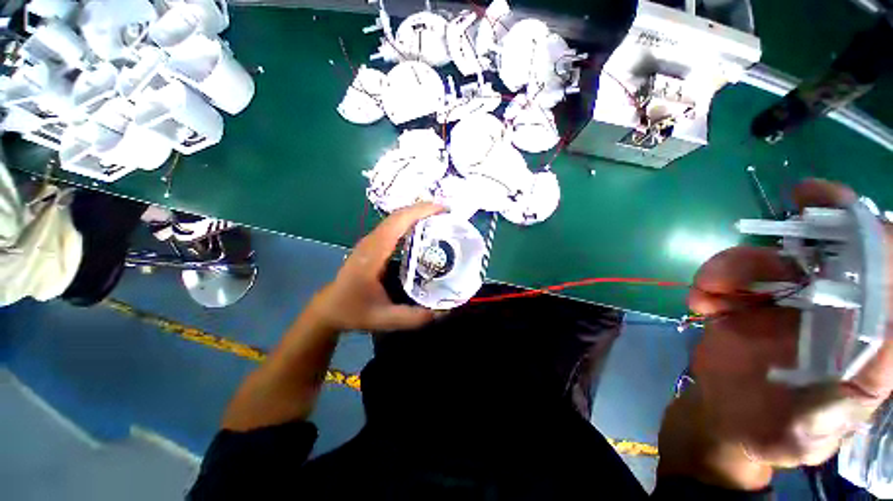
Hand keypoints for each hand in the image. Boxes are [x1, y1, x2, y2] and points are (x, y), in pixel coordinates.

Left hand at [308, 202, 444, 332]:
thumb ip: (415, 317)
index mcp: (373, 254)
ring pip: (395, 219)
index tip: (443, 209)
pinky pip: (393, 226)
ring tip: (439, 219)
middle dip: (423, 209)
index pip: (397, 223)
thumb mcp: (385, 319)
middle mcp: (371, 242)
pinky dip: (410, 222)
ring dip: (417, 214)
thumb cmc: (354, 311)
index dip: (420, 211)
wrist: (329, 308)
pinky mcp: (372, 244)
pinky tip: (423, 230)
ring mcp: (370, 241)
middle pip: (398, 215)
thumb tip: (445, 311)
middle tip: (448, 213)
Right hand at [661, 179, 892, 488]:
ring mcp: (782, 308)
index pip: (884, 285)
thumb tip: (856, 369)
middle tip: (779, 221)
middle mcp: (829, 315)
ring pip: (767, 265)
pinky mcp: (743, 307)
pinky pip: (727, 282)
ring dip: (734, 266)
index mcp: (859, 343)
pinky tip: (698, 303)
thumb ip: (830, 412)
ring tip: (707, 288)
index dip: (873, 243)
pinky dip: (709, 285)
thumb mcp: (805, 435)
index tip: (841, 208)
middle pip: (823, 260)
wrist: (726, 422)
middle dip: (803, 235)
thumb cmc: (774, 434)